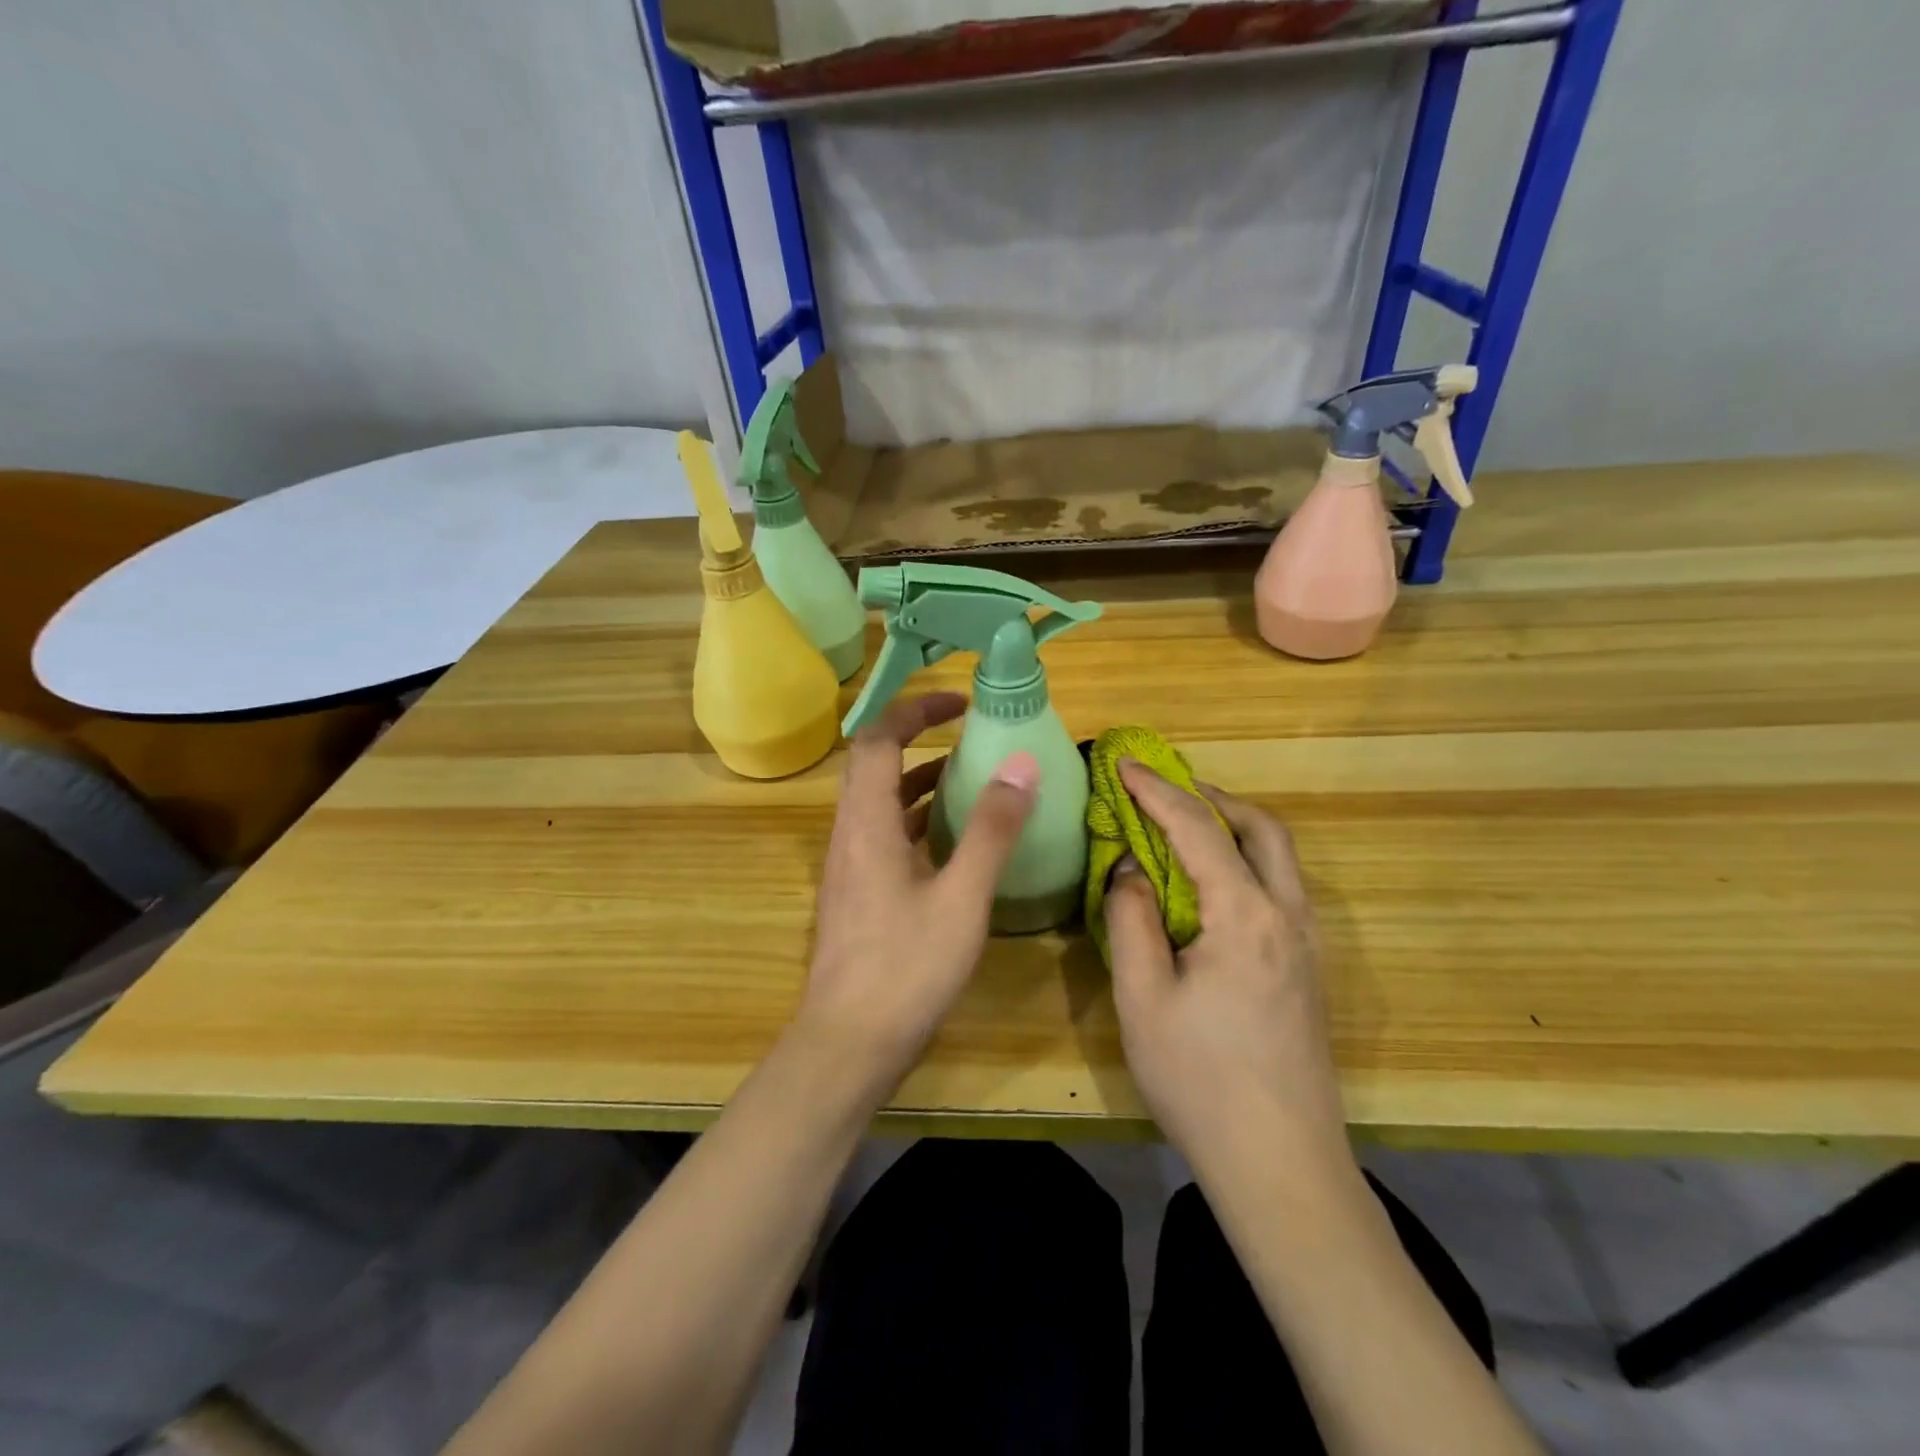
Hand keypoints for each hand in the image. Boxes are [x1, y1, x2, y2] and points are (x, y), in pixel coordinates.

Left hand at [796, 692, 1037, 1093]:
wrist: (848, 1045)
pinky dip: (915, 820)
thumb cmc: (906, 968)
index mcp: (866, 823)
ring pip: (878, 802)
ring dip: (917, 781)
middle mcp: (849, 834)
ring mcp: (849, 866)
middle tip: (965, 732)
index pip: (878, 740)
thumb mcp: (961, 897)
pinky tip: (951, 841)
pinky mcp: (857, 893)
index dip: (914, 710)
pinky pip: (883, 834)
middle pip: (873, 764)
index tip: (959, 702)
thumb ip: (991, 829)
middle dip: (916, 737)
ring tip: (968, 778)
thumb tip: (1020, 763)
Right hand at [1103, 761, 1348, 1171]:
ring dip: (1233, 826)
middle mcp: (1288, 916)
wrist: (1282, 1167)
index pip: (1198, 830)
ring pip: (1279, 856)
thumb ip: (1132, 919)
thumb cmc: (1201, 1081)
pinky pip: (1280, 887)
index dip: (1157, 791)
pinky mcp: (1308, 970)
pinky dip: (1246, 860)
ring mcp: (1306, 944)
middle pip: (1261, 828)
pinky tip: (1213, 883)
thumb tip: (1129, 869)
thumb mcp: (1144, 998)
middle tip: (1164, 789)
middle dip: (1211, 797)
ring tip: (1184, 826)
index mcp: (1245, 916)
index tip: (1123, 765)